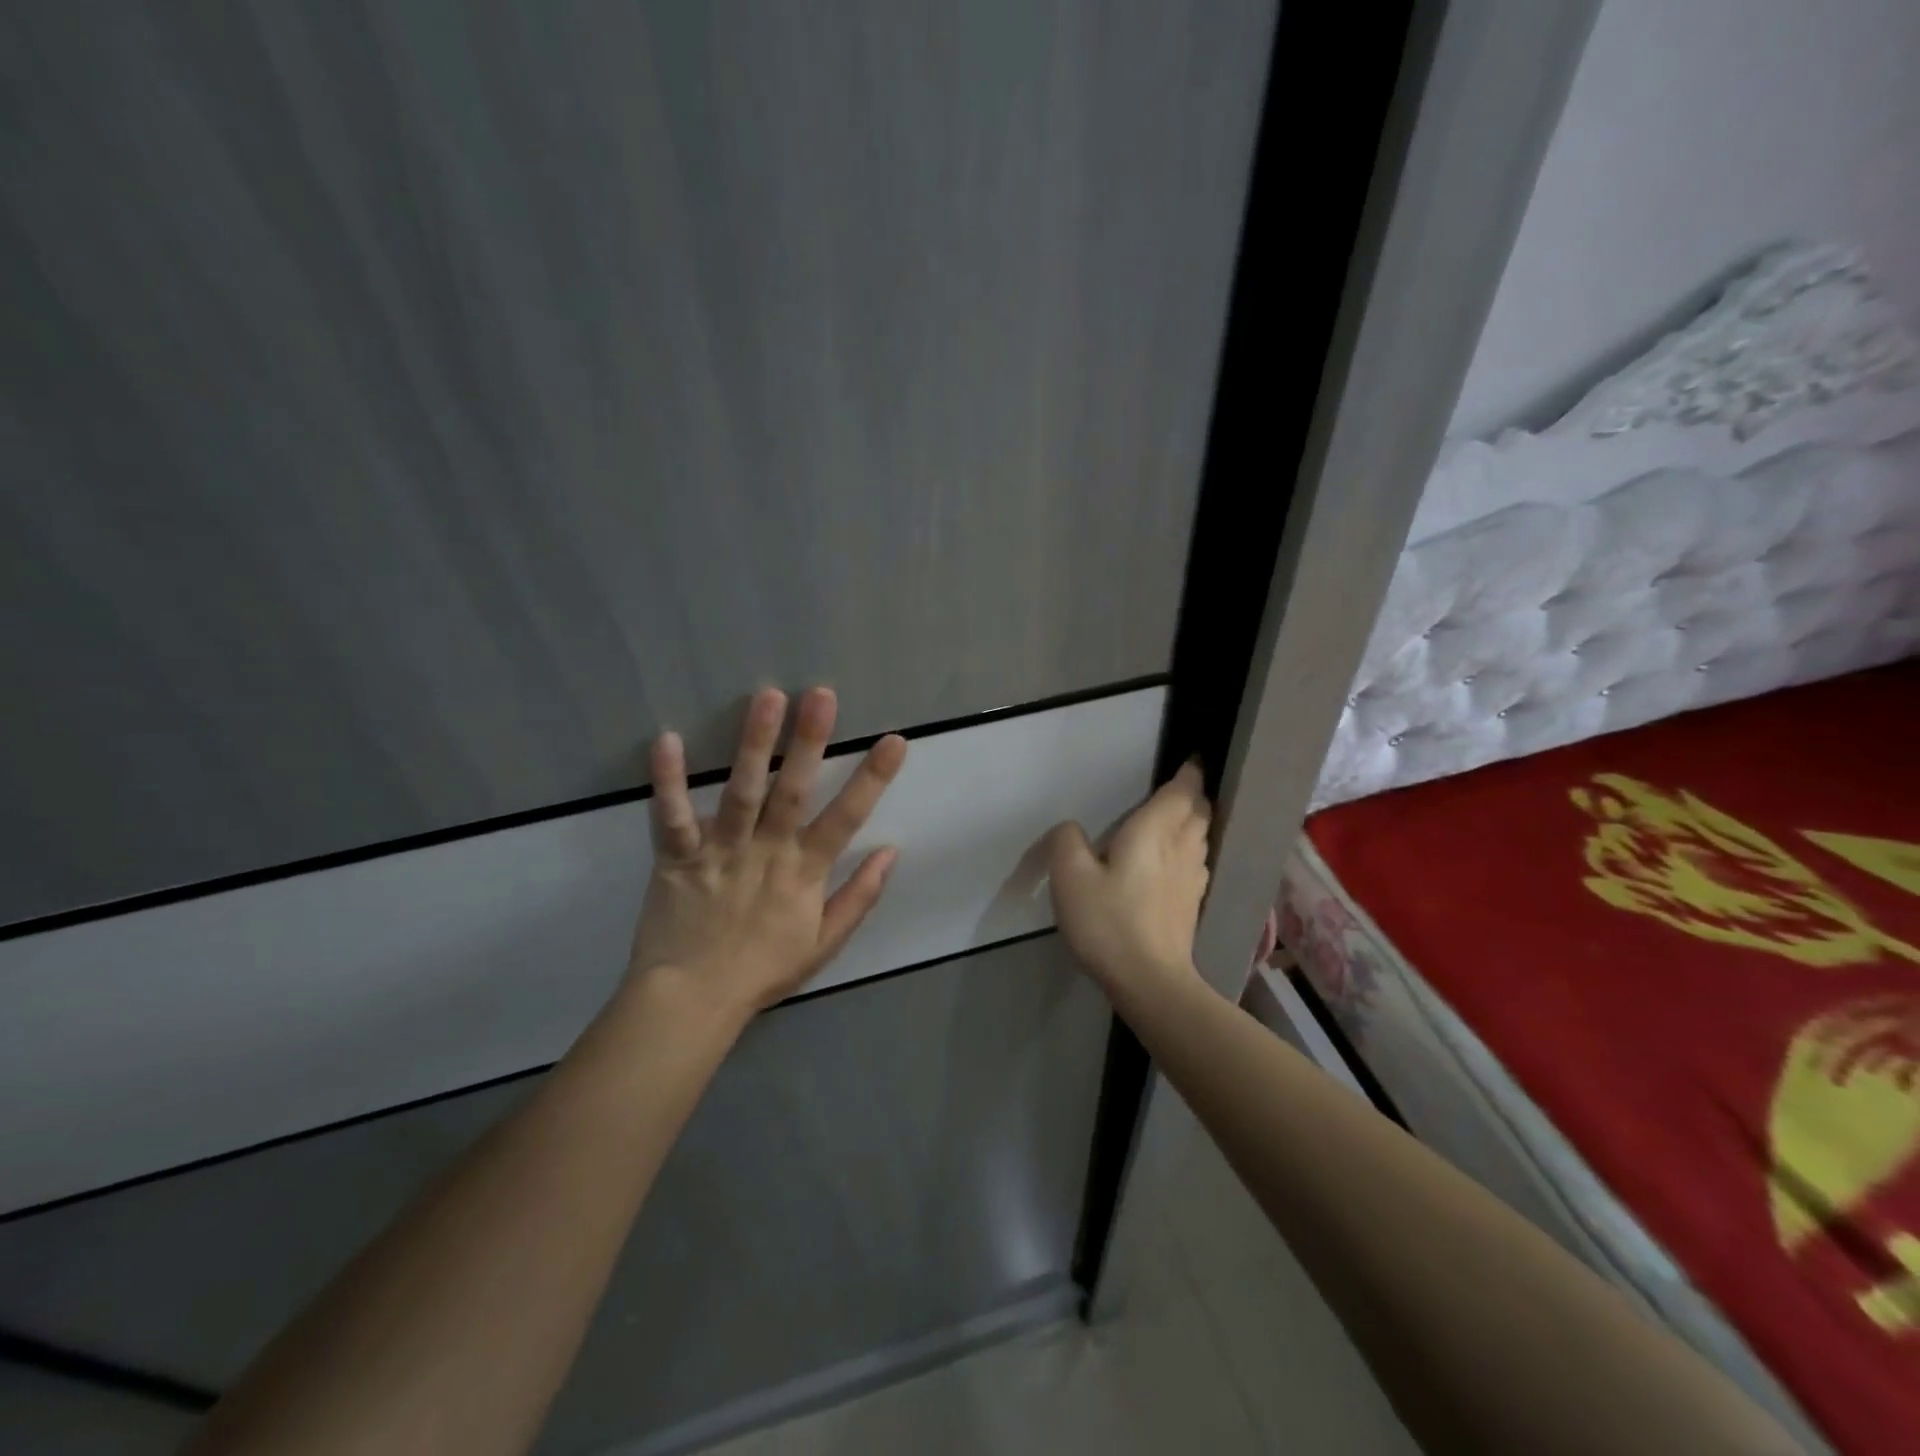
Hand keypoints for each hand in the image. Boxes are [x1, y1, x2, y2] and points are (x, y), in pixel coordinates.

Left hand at [629, 686, 907, 1014]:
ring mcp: (721, 852)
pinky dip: (668, 780)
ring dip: (753, 744)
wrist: (692, 1002)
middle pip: (792, 791)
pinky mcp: (678, 857)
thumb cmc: (763, 970)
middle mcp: (767, 852)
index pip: (846, 818)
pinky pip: (672, 817)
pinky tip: (667, 739)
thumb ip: (860, 896)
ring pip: (740, 792)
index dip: (872, 778)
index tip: (894, 739)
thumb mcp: (825, 943)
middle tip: (821, 695)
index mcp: (804, 872)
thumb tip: (891, 851)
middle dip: (809, 742)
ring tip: (767, 698)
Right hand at [1046, 761, 1210, 999]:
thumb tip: (1072, 828)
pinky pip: (1197, 862)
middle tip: (1180, 787)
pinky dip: (1191, 850)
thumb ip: (1067, 841)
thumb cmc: (1109, 922)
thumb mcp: (1070, 877)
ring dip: (1194, 822)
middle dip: (1193, 796)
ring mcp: (1193, 878)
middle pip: (1198, 812)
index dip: (1189, 773)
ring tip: (1178, 818)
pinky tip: (1176, 861)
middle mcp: (1181, 848)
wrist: (1150, 980)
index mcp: (1154, 832)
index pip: (1181, 792)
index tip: (1192, 759)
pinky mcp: (1192, 903)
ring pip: (1200, 837)